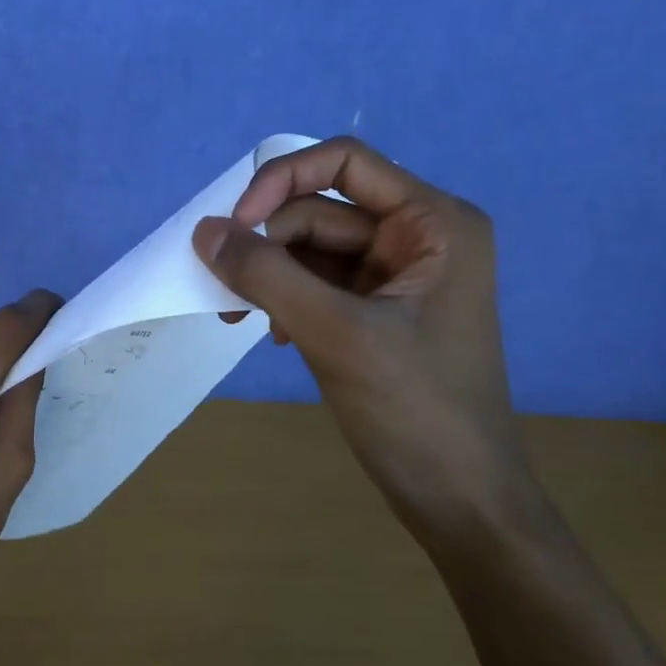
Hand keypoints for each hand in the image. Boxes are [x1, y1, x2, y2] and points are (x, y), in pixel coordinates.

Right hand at [194, 137, 529, 542]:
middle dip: (269, 246)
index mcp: (433, 222)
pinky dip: (287, 301)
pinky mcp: (378, 310)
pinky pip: (317, 283)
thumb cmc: (415, 410)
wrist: (462, 503)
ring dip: (271, 278)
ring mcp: (398, 275)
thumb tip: (203, 231)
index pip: (344, 162)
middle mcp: (418, 236)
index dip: (281, 180)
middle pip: (320, 210)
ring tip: (241, 320)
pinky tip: (275, 337)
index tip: (236, 225)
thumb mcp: (335, 334)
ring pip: (311, 249)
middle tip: (226, 292)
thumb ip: (265, 275)